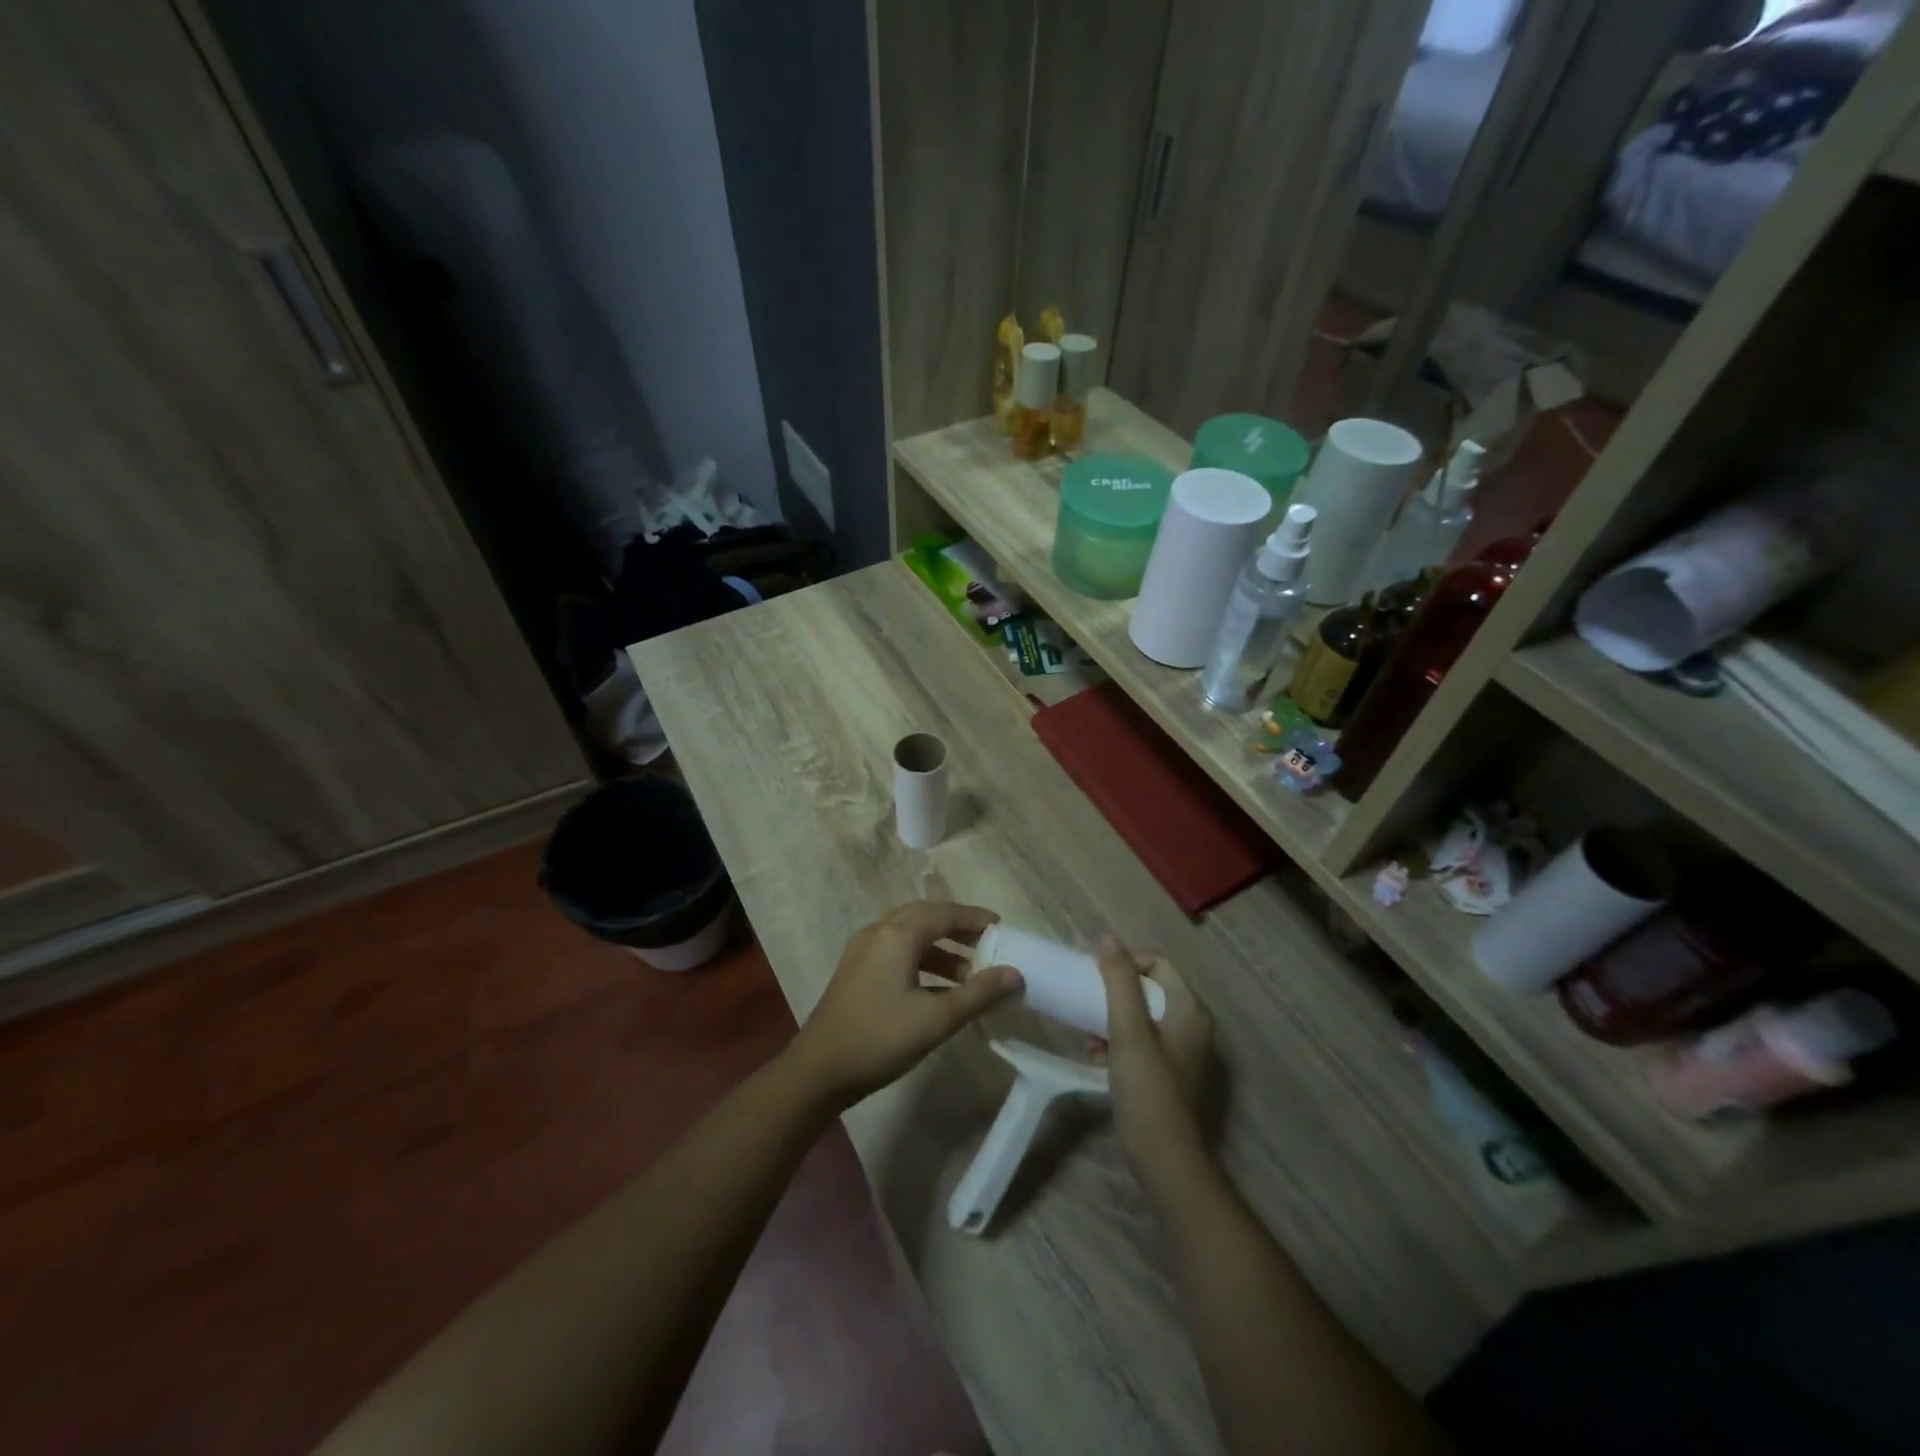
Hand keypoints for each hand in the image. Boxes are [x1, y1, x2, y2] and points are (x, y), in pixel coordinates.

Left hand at [786, 902, 1023, 1109]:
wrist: (818, 1070)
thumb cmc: (880, 1039)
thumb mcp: (936, 1019)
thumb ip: (978, 994)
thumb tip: (1015, 974)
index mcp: (898, 935)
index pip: (944, 913)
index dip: (974, 918)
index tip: (1001, 928)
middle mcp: (879, 932)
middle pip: (925, 916)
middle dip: (958, 927)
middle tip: (987, 945)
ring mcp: (863, 950)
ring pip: (909, 934)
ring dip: (941, 946)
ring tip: (968, 973)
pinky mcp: (856, 969)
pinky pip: (896, 949)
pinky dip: (922, 958)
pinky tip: (937, 988)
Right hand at [1092, 938, 1214, 1192]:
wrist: (1165, 1159)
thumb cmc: (1147, 1088)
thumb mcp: (1127, 1029)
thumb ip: (1118, 980)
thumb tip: (1107, 938)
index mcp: (1189, 1009)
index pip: (1158, 963)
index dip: (1126, 960)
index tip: (1093, 971)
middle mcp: (1192, 1025)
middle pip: (1149, 988)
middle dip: (1114, 992)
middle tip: (1086, 1001)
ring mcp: (1183, 1052)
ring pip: (1143, 1016)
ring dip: (1112, 1018)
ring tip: (1087, 1035)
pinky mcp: (1170, 1074)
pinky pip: (1142, 1042)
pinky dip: (1119, 1042)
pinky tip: (1096, 1057)